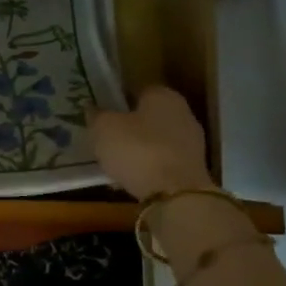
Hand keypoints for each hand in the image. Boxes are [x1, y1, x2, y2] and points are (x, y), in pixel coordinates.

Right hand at [91, 85, 214, 201]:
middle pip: (149, 116)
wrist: (176, 196)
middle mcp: (183, 113)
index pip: (137, 90)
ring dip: (138, 149)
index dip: (118, 100)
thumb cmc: (138, 150)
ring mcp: (192, 143)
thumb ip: (97, 115)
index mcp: (163, 95)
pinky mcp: (193, 170)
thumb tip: (93, 109)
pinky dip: (148, 168)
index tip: (101, 113)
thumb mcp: (104, 128)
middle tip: (105, 137)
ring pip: (156, 141)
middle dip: (129, 126)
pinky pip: (162, 163)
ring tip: (115, 162)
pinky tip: (130, 179)